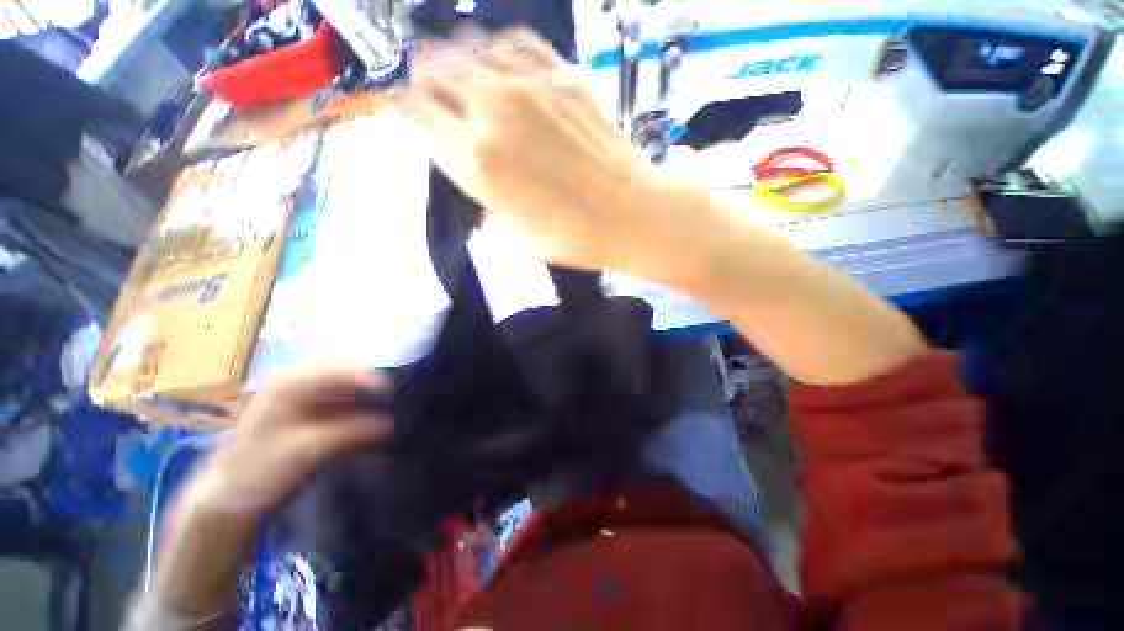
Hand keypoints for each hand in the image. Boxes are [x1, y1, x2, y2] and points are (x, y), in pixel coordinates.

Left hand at [186, 367, 393, 516]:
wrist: (228, 492)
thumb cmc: (260, 468)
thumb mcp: (306, 450)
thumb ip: (349, 431)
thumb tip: (389, 423)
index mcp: (289, 384)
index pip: (339, 369)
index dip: (368, 378)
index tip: (393, 392)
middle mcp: (294, 381)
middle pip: (342, 373)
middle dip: (368, 385)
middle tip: (393, 399)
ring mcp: (296, 393)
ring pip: (340, 385)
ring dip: (362, 396)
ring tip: (385, 408)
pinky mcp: (300, 408)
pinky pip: (335, 399)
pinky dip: (353, 406)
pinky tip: (366, 418)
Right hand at [395, 30, 660, 271]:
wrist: (631, 214)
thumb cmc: (574, 238)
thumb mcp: (517, 238)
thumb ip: (486, 207)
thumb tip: (478, 190)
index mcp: (478, 160)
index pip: (417, 114)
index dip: (405, 111)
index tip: (407, 114)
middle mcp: (495, 111)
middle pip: (436, 72)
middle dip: (424, 80)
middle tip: (428, 91)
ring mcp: (533, 86)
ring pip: (472, 49)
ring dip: (456, 59)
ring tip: (458, 74)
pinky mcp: (566, 76)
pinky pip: (518, 43)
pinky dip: (499, 49)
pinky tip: (501, 61)